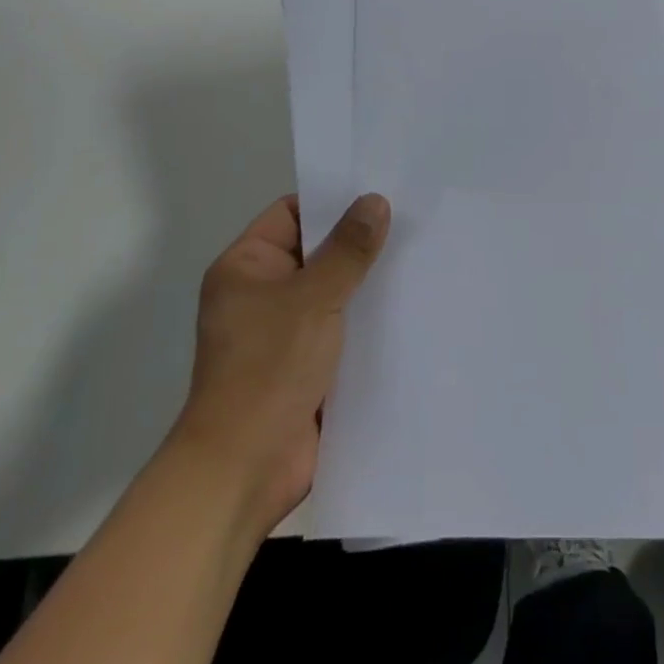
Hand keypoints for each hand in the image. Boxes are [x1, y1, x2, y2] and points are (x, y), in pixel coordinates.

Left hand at [169, 192, 389, 530]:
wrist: (244, 470)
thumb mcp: (314, 298)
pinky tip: (408, 306)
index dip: (333, 201)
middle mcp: (261, 293)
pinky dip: (366, 318)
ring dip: (367, 282)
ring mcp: (282, 330)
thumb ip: (349, 248)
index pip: (293, 213)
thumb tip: (376, 200)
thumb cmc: (269, 368)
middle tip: (411, 222)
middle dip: (359, 242)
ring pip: (332, 290)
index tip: (380, 193)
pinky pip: (340, 327)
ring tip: (419, 257)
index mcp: (246, 267)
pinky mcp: (304, 363)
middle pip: (317, 250)